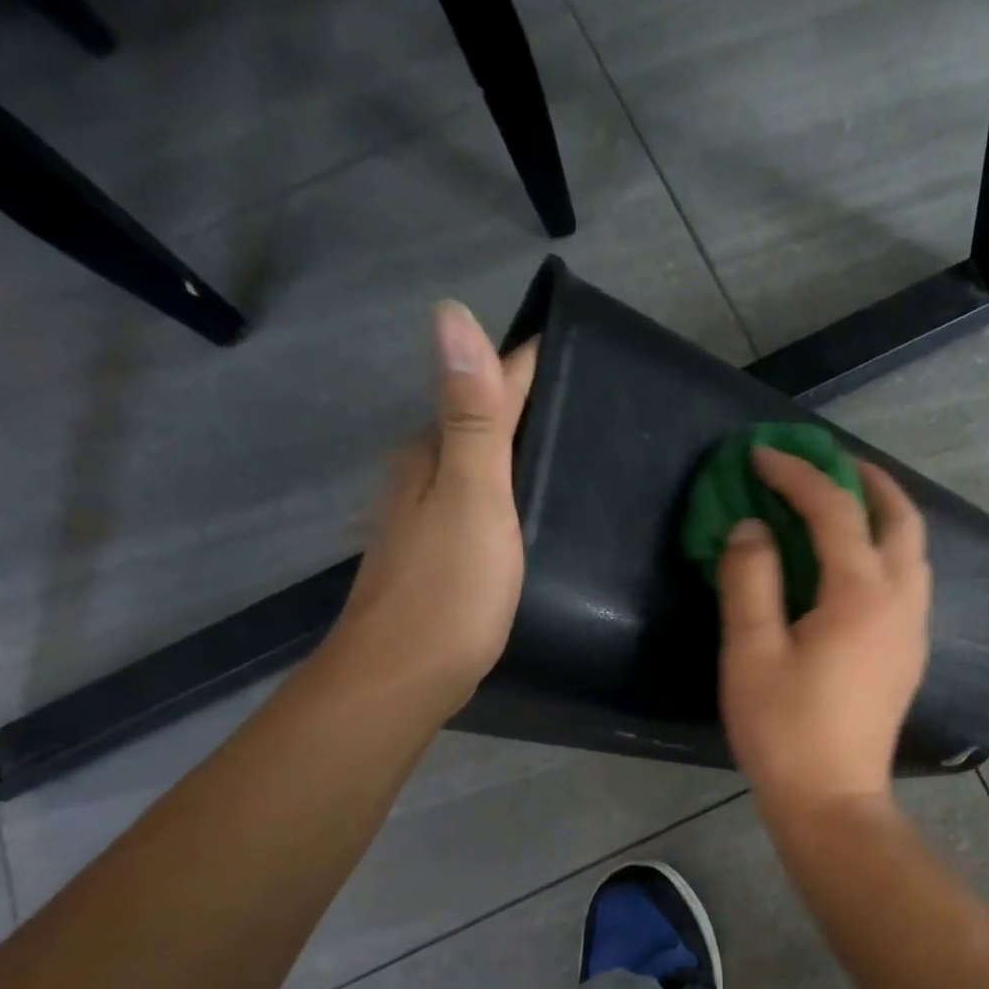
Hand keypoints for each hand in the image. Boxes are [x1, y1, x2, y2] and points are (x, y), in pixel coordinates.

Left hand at [323, 301, 536, 709]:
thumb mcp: (472, 498)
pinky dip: (505, 490)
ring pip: (477, 465)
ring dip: (513, 448)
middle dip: (522, 402)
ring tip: (566, 443)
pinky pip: (478, 503)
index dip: (524, 365)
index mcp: (434, 454)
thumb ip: (471, 417)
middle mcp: (423, 476)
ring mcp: (426, 519)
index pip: (484, 388)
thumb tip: (451, 313)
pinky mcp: (439, 556)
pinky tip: (527, 506)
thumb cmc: (449, 588)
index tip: (570, 343)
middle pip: (478, 423)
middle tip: (583, 393)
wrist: (405, 675)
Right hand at [718, 446, 930, 825]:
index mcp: (862, 594)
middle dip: (868, 481)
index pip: (835, 510)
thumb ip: (751, 580)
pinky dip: (888, 552)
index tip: (762, 455)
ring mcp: (913, 631)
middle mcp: (901, 602)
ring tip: (844, 506)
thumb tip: (752, 528)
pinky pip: (910, 582)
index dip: (798, 474)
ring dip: (884, 516)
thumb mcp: (751, 652)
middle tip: (828, 465)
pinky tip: (855, 565)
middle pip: (902, 519)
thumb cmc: (785, 731)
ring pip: (914, 551)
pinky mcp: (909, 656)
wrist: (832, 801)